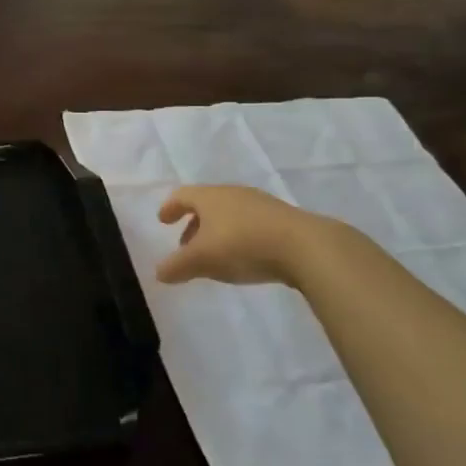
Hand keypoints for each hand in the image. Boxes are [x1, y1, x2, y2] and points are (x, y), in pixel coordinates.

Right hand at [155, 185, 329, 285]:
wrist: (305, 246)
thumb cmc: (243, 245)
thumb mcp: (202, 259)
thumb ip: (177, 266)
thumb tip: (159, 272)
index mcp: (210, 197)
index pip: (182, 195)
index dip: (170, 207)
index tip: (163, 221)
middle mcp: (233, 193)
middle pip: (206, 204)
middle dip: (193, 224)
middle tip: (186, 246)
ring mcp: (260, 204)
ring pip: (229, 214)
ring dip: (216, 232)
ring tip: (215, 256)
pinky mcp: (282, 219)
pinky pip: (250, 224)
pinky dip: (238, 237)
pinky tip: (244, 257)